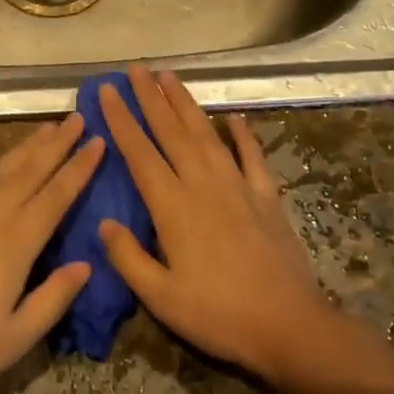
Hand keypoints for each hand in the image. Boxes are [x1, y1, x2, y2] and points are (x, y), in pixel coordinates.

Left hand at [0, 113, 102, 393]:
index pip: (56, 194)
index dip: (79, 167)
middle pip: (29, 170)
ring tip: (46, 129)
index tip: (99, 142)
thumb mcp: (17, 337)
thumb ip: (54, 298)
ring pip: (1, 170)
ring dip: (27, 148)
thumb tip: (86, 265)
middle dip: (56, 142)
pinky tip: (2, 167)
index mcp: (14, 242)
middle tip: (77, 117)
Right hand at [97, 66, 344, 384]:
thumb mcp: (160, 297)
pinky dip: (243, 134)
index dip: (121, 120)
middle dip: (151, 97)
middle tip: (136, 68)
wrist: (289, 326)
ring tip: (170, 77)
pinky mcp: (266, 197)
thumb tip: (104, 222)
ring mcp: (238, 186)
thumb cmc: (218, 315)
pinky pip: (251, 156)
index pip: (140, 153)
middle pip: (172, 132)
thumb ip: (128, 257)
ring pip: (207, 134)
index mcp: (173, 207)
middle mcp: (203, 185)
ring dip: (186, 103)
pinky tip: (234, 116)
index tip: (107, 91)